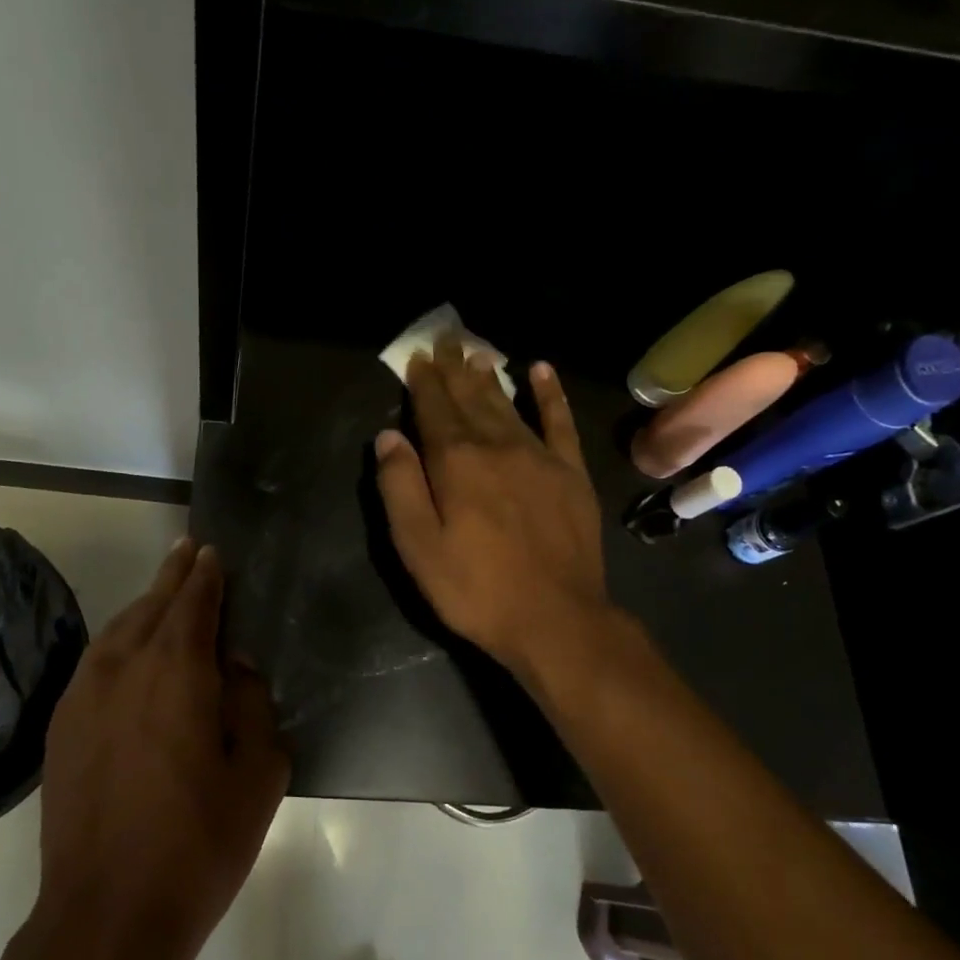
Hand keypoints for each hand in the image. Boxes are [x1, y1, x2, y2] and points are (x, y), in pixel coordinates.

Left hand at [36, 540, 288, 959]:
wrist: (107, 913)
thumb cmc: (200, 842)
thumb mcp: (259, 772)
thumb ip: (252, 703)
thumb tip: (235, 667)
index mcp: (178, 671)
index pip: (194, 602)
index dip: (205, 574)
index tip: (211, 552)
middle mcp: (124, 667)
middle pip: (152, 605)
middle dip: (173, 576)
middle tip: (188, 552)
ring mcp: (83, 695)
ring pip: (118, 630)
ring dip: (144, 606)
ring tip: (163, 594)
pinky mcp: (61, 726)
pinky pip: (95, 662)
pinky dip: (118, 642)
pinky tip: (128, 651)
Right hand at [374, 337, 608, 678]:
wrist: (555, 618)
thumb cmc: (474, 588)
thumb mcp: (417, 546)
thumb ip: (399, 486)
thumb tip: (388, 436)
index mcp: (456, 462)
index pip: (434, 410)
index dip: (423, 382)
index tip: (417, 357)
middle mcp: (497, 446)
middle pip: (470, 399)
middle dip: (454, 370)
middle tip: (445, 340)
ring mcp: (540, 456)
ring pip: (507, 404)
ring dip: (489, 378)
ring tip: (476, 353)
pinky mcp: (571, 473)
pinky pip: (559, 422)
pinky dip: (550, 394)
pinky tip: (540, 371)